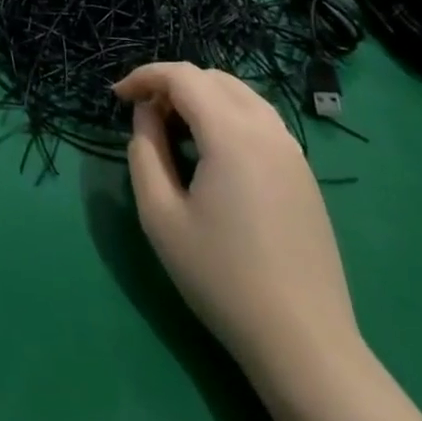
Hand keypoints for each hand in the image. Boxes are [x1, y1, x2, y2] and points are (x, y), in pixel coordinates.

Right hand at [115, 62, 359, 377]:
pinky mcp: (304, 174)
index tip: (117, 96)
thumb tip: (146, 116)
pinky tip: (213, 153)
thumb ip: (145, 152)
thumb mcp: (160, 216)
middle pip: (212, 78)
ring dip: (201, 97)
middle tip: (144, 115)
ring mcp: (292, 151)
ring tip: (174, 129)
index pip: (182, 76)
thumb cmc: (222, 278)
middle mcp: (267, 129)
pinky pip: (260, 120)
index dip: (144, 76)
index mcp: (231, 133)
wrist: (304, 344)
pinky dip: (228, 116)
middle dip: (171, 85)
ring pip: (240, 95)